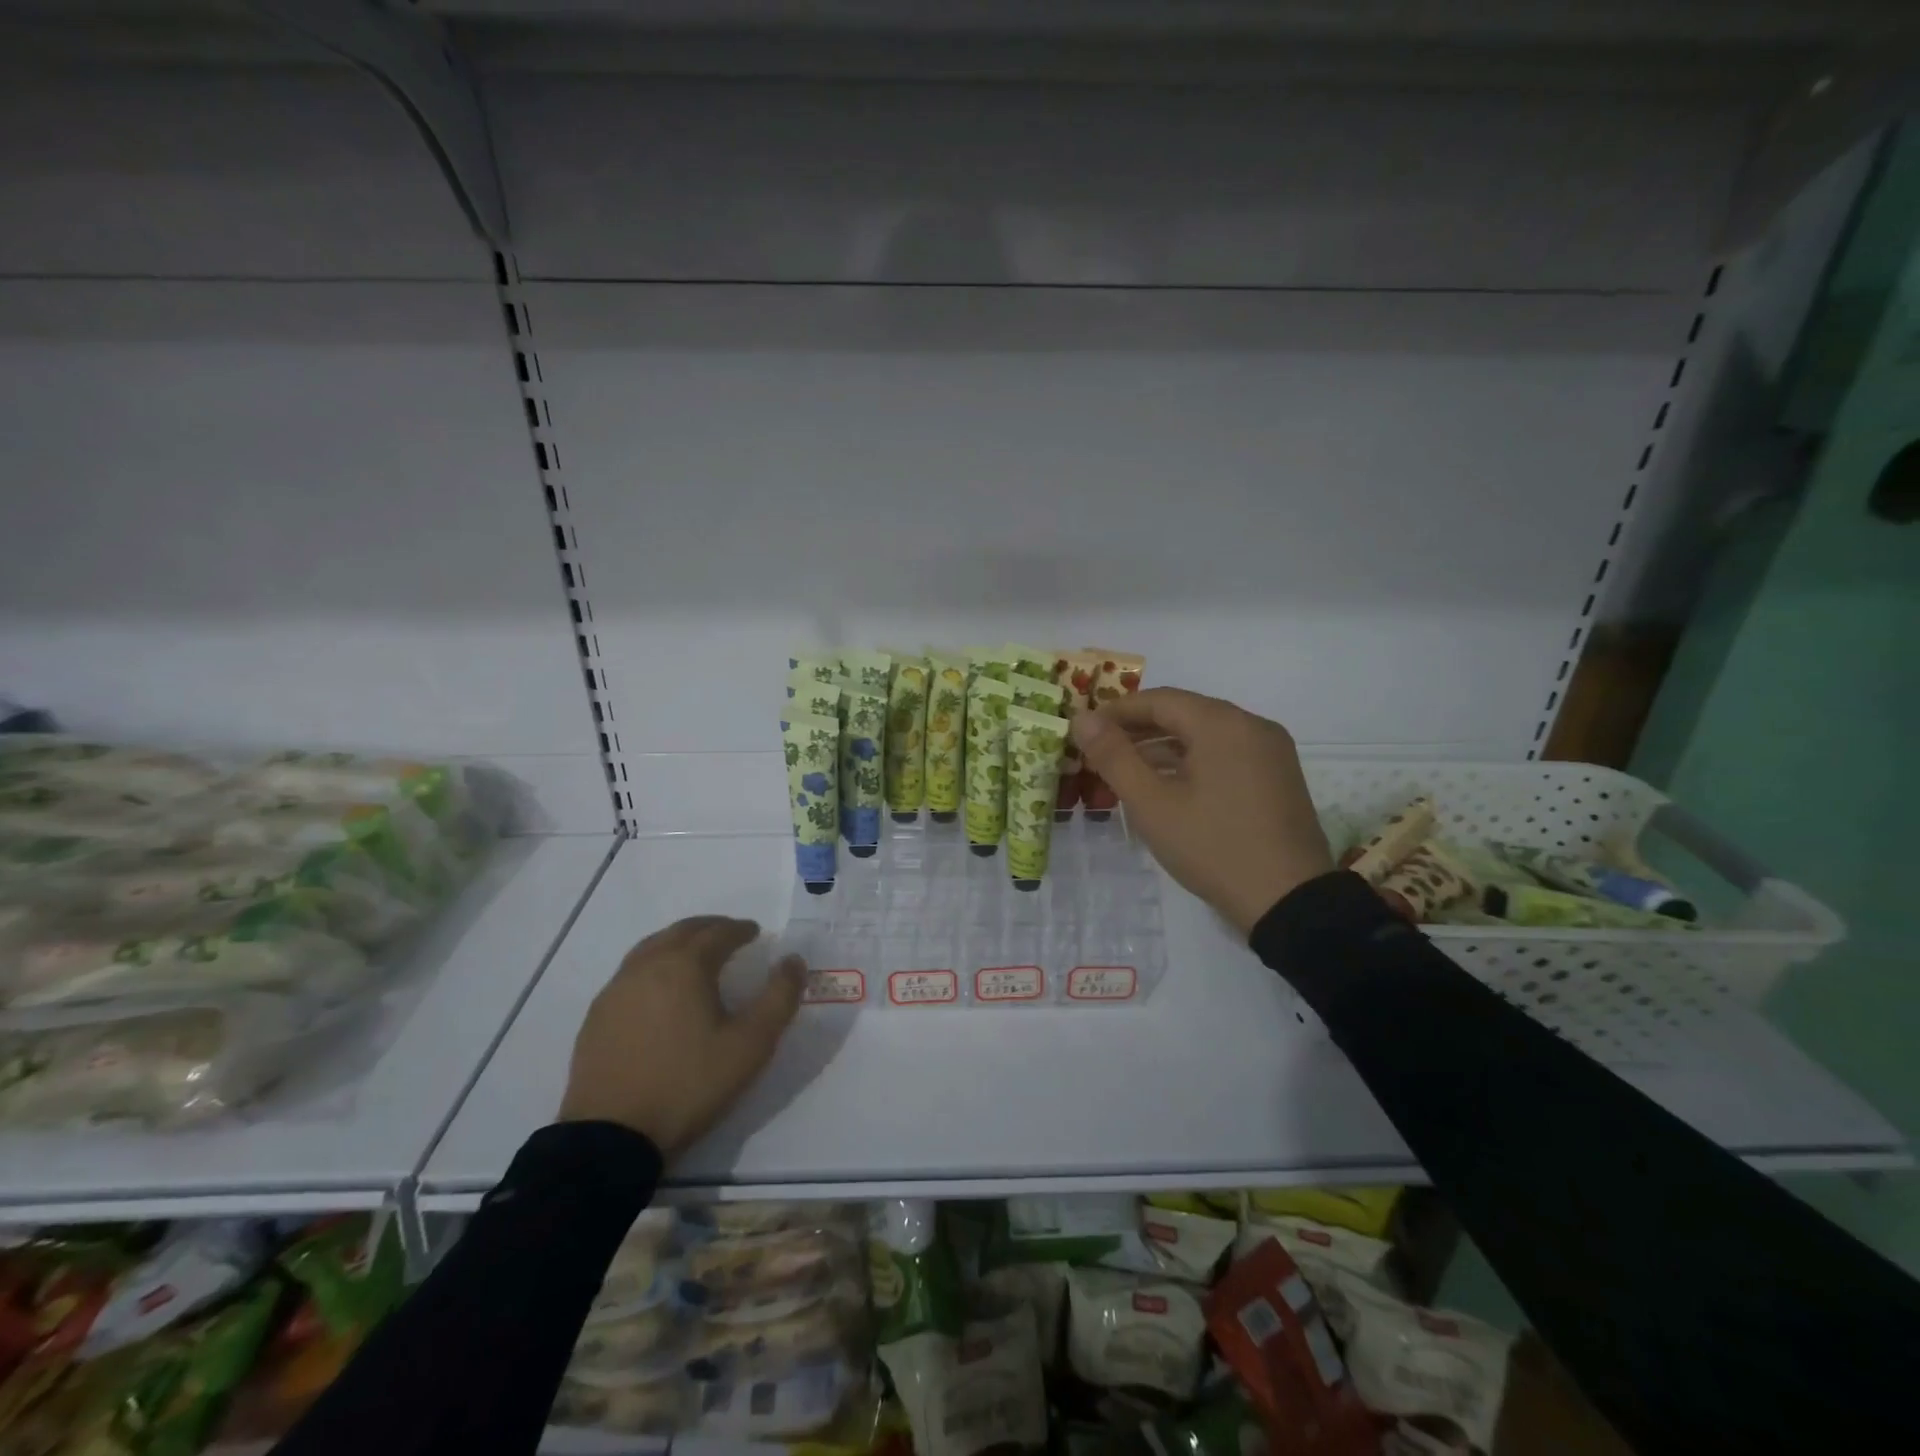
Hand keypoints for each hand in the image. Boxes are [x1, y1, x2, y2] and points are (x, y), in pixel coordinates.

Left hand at [558, 916, 803, 1157]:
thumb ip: (779, 997)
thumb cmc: (689, 1084)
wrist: (611, 1138)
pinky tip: (659, 989)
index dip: (740, 930)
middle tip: (729, 935)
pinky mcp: (597, 1016)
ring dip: (678, 942)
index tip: (755, 933)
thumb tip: (794, 960)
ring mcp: (616, 990)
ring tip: (695, 955)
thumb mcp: (751, 1045)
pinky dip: (654, 965)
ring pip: (652, 947)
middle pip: (681, 931)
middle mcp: (647, 966)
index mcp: (685, 966)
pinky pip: (631, 973)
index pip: (717, 933)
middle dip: (709, 928)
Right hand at [1072, 688, 1333, 935]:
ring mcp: (1270, 751)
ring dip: (1164, 746)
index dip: (1116, 711)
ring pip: (1205, 735)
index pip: (1159, 700)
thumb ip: (1114, 756)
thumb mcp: (1152, 804)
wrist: (1289, 902)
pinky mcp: (1278, 777)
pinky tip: (1168, 785)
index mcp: (1222, 723)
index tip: (1085, 731)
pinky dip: (1192, 761)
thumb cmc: (1212, 847)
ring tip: (1126, 770)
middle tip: (1099, 752)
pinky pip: (1226, 754)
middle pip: (1184, 713)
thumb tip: (1081, 719)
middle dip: (1139, 729)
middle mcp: (1251, 725)